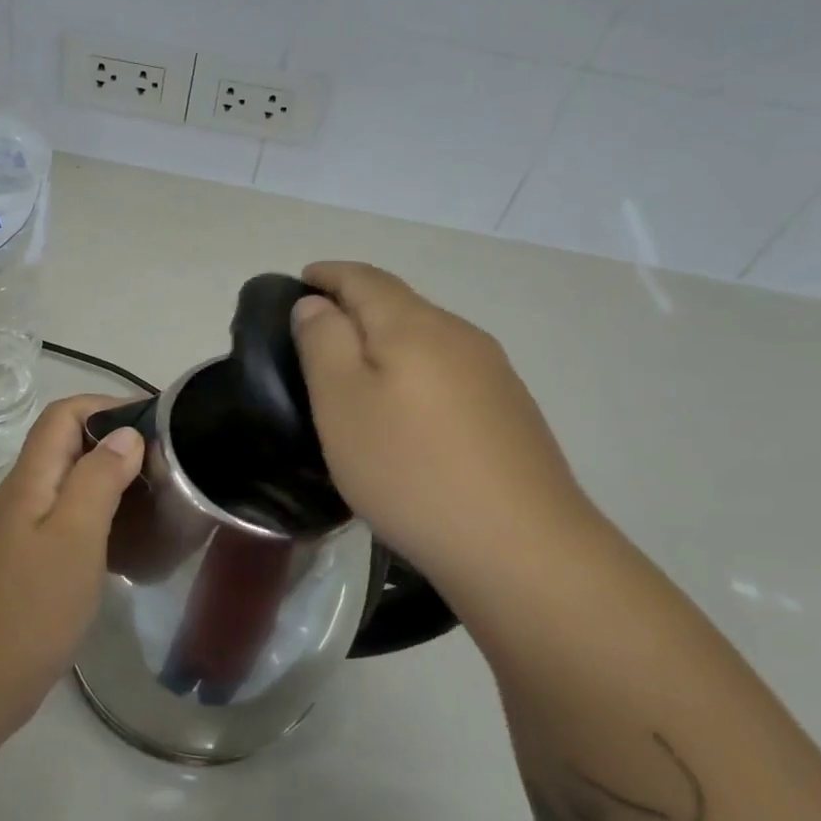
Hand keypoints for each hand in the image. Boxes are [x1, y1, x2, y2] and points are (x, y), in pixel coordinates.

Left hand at [0, 395, 143, 732]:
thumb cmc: (31, 604)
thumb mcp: (74, 535)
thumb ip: (98, 479)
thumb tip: (125, 434)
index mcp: (31, 479)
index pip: (64, 415)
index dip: (106, 405)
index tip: (155, 421)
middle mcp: (26, 495)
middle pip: (69, 445)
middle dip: (117, 441)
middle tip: (168, 462)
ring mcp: (28, 530)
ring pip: (74, 483)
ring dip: (114, 479)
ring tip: (160, 495)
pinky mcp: (35, 561)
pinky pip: (74, 520)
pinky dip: (105, 516)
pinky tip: (134, 539)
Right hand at [292, 262, 599, 590]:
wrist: (520, 546)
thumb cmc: (409, 468)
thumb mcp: (342, 402)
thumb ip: (323, 342)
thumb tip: (317, 304)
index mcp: (414, 325)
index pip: (364, 278)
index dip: (329, 274)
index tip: (300, 280)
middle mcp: (460, 335)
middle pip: (399, 303)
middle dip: (356, 304)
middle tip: (317, 330)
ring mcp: (493, 373)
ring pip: (427, 338)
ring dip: (387, 341)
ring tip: (355, 371)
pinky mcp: (510, 412)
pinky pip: (449, 372)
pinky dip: (415, 372)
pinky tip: (407, 411)